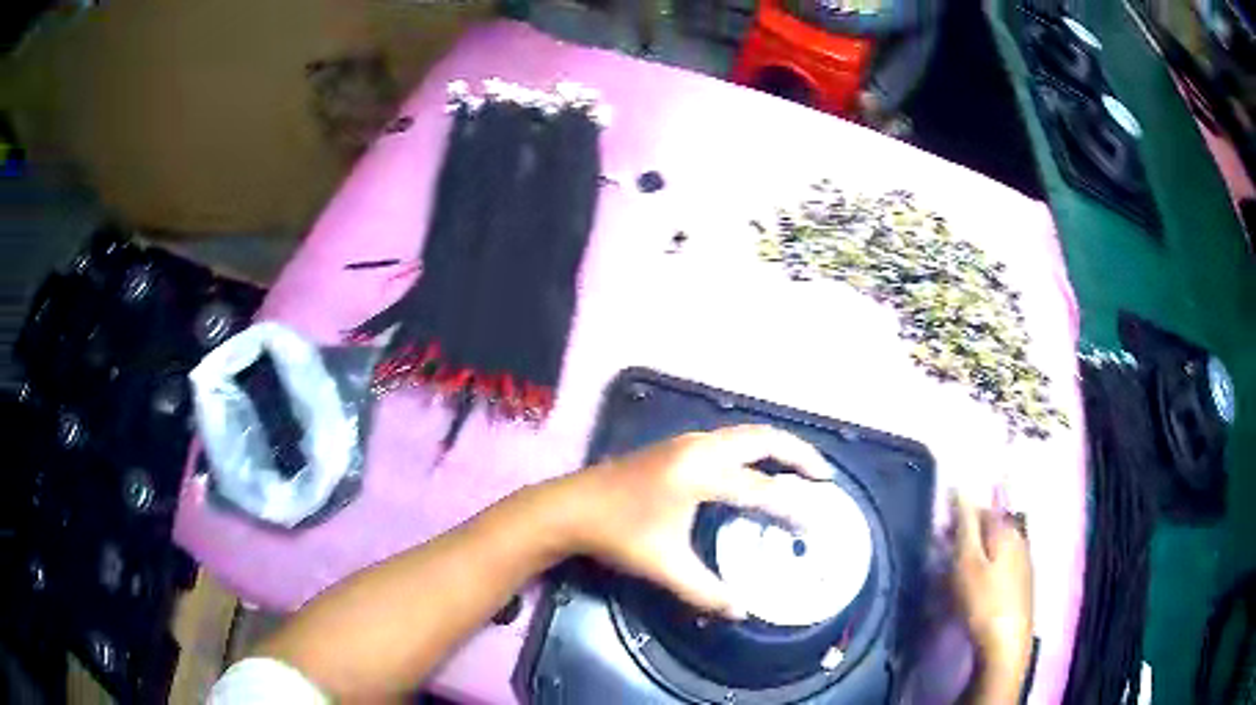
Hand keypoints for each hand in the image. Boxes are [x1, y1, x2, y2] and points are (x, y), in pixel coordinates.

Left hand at [558, 425, 837, 618]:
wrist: (569, 507)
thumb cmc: (618, 534)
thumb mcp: (665, 566)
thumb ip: (706, 591)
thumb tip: (741, 611)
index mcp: (700, 473)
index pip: (761, 489)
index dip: (792, 507)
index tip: (818, 520)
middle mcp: (699, 448)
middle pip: (762, 439)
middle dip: (797, 454)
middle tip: (823, 475)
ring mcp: (685, 443)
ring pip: (744, 434)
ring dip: (775, 447)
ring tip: (799, 468)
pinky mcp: (675, 447)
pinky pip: (728, 439)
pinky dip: (753, 448)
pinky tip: (755, 468)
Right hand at [951, 493, 1033, 701]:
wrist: (1006, 644)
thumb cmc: (983, 602)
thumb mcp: (967, 563)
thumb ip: (965, 526)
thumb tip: (961, 489)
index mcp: (1006, 530)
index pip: (981, 509)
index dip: (958, 516)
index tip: (938, 533)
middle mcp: (1020, 538)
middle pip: (990, 527)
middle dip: (968, 534)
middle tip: (944, 554)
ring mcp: (1024, 561)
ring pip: (996, 546)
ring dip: (977, 552)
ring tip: (956, 572)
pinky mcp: (1023, 582)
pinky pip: (1002, 563)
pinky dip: (986, 566)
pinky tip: (976, 585)